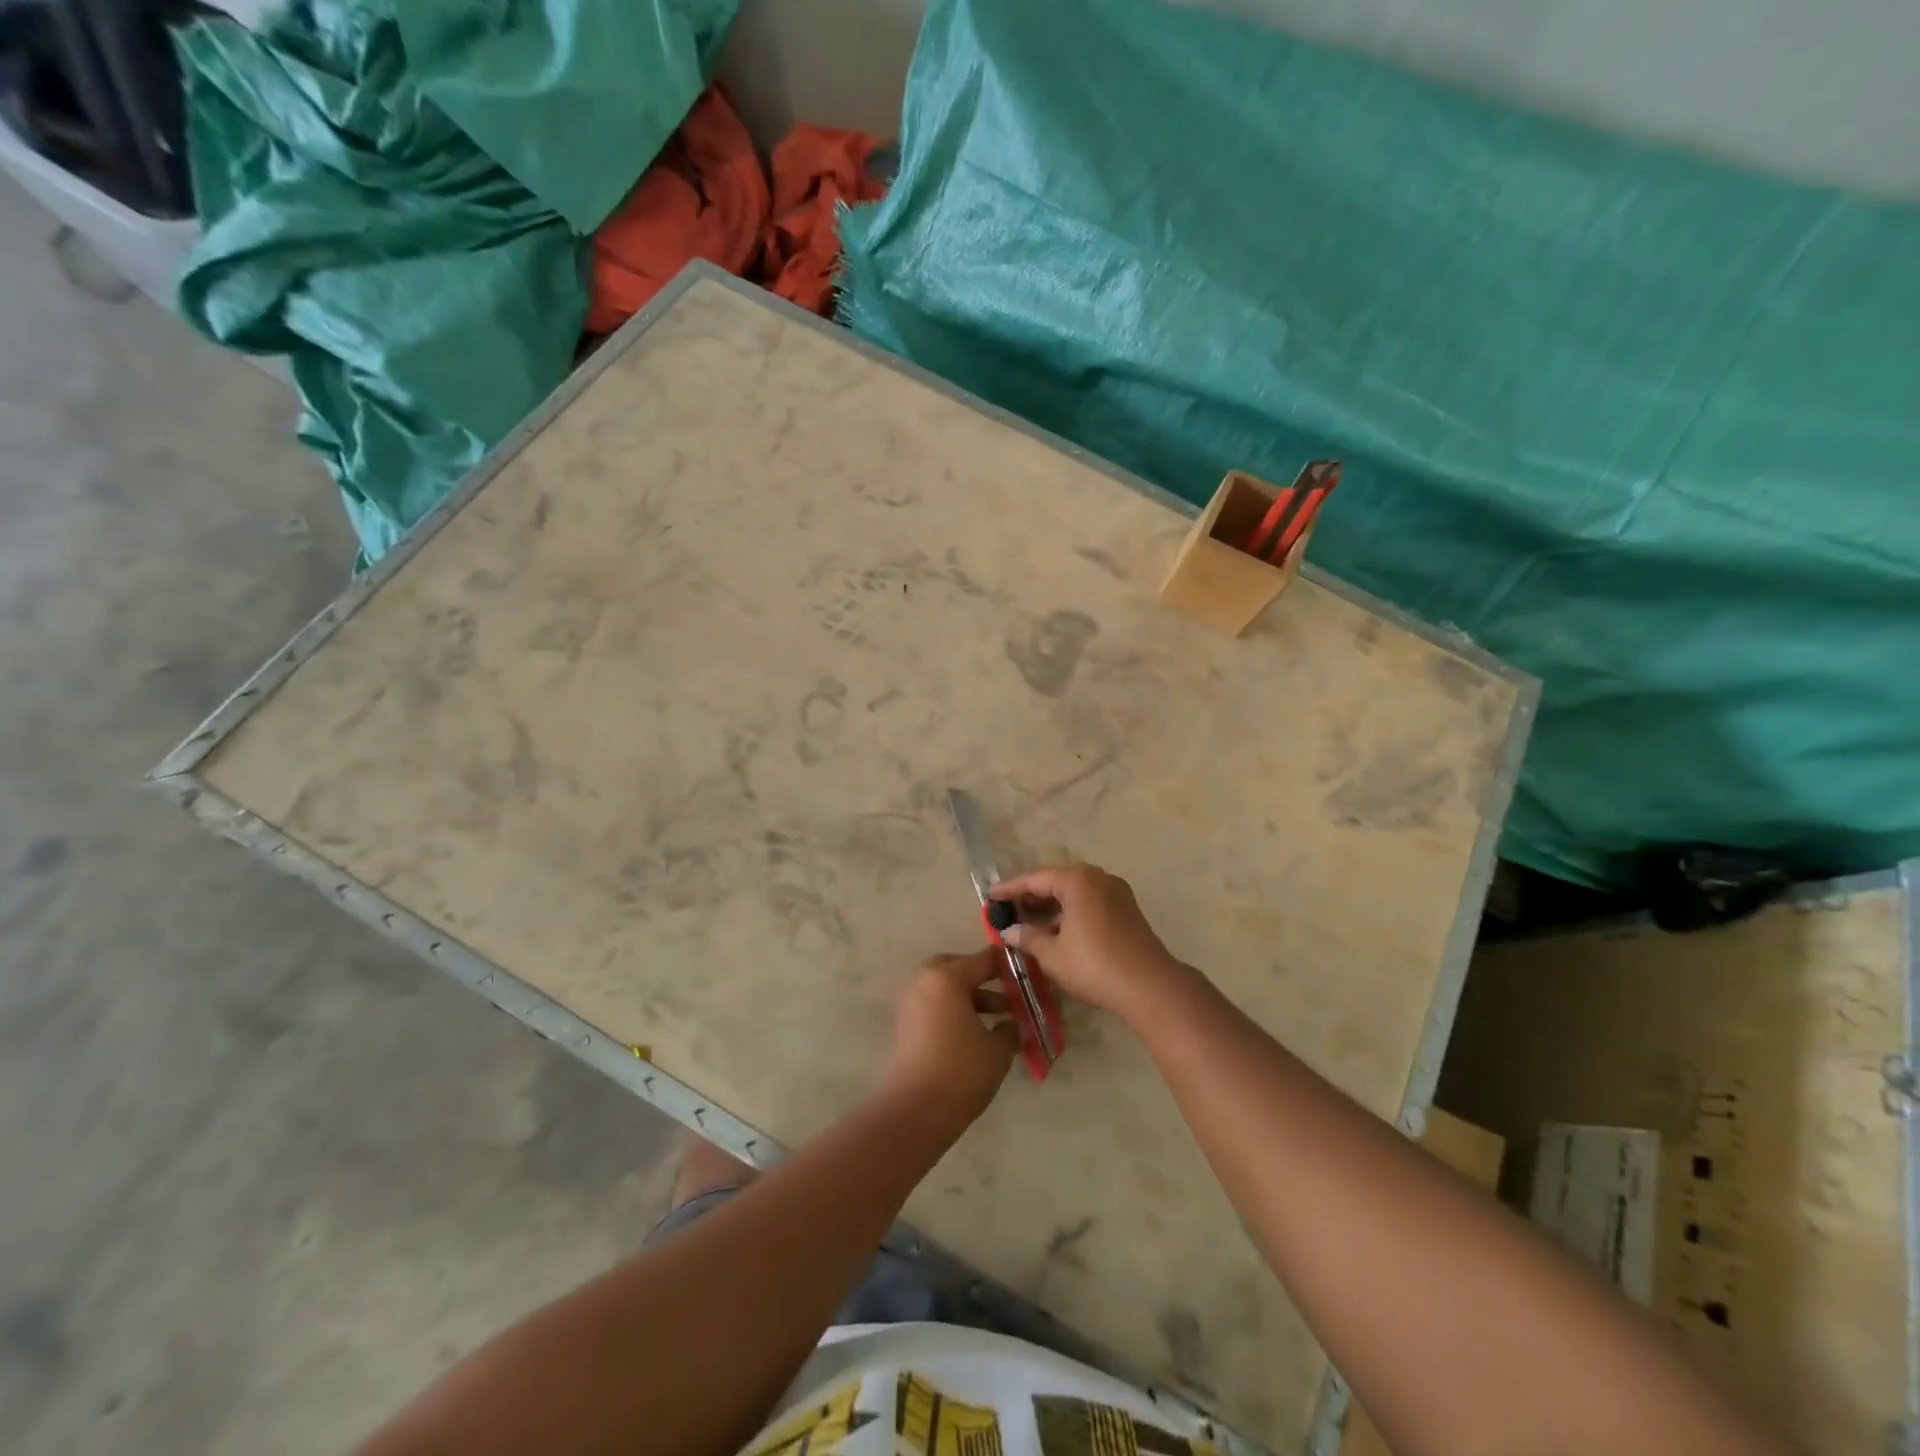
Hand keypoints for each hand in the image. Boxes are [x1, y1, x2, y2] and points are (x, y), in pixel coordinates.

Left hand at [881, 950, 1018, 1124]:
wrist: (915, 1111)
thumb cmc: (961, 1072)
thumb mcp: (998, 1049)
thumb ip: (1010, 1027)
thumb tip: (1013, 1022)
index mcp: (947, 978)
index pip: (984, 959)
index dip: (1008, 964)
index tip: (1028, 971)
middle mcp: (925, 981)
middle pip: (958, 968)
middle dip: (983, 978)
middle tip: (1007, 992)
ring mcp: (911, 1002)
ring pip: (945, 987)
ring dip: (970, 996)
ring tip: (1000, 1018)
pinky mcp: (905, 1024)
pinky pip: (934, 1004)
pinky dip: (954, 1009)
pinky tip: (975, 1032)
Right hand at [990, 863, 1185, 1016]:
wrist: (1150, 986)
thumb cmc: (1094, 965)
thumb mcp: (1052, 954)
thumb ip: (1028, 938)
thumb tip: (1010, 931)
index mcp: (1077, 880)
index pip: (1034, 879)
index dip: (1010, 889)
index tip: (990, 896)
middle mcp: (1097, 878)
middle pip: (1056, 881)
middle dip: (1031, 895)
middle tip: (1008, 909)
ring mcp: (1116, 892)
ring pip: (1075, 892)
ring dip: (1051, 905)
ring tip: (1029, 922)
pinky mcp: (1127, 910)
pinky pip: (1090, 902)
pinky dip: (1070, 911)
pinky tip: (1057, 930)